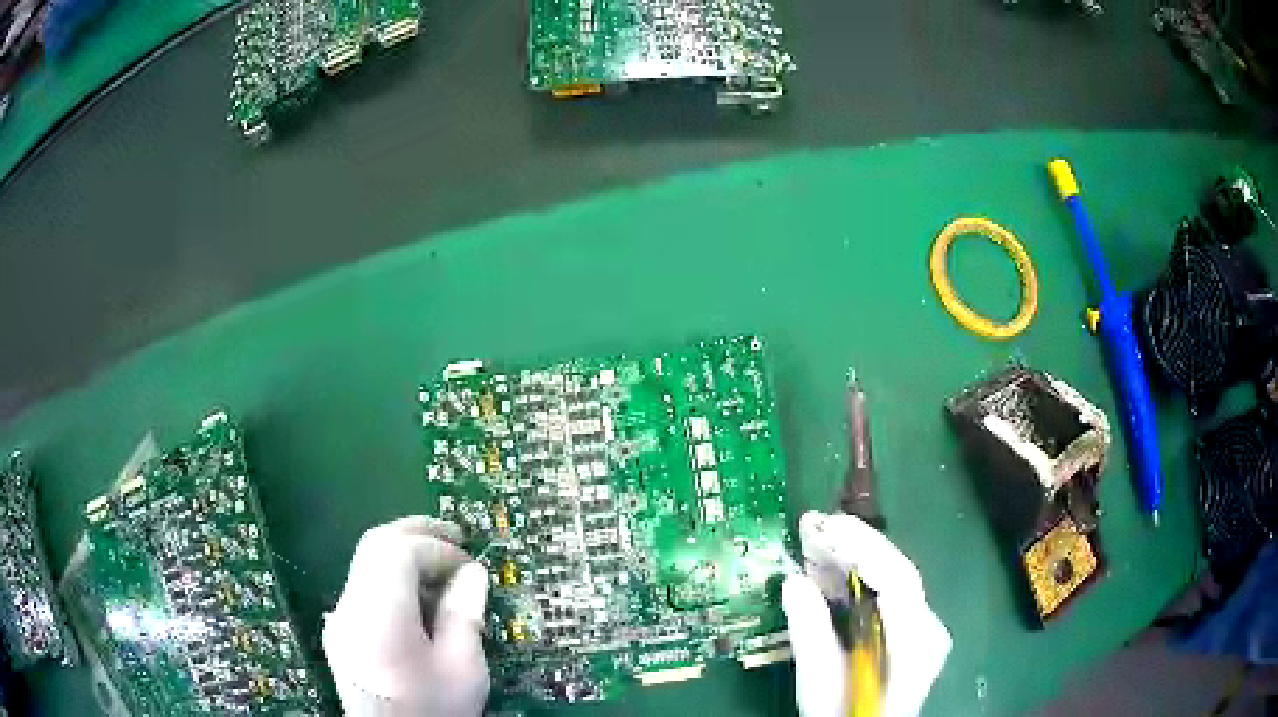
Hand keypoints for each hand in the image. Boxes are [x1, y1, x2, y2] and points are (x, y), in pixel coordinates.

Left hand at [323, 516, 488, 715]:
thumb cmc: (433, 711)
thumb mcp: (462, 669)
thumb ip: (463, 616)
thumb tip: (472, 574)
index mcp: (378, 616)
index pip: (398, 551)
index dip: (437, 547)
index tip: (470, 566)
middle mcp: (349, 609)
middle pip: (374, 546)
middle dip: (416, 534)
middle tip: (455, 537)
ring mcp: (340, 620)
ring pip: (366, 564)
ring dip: (404, 555)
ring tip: (442, 569)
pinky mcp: (341, 633)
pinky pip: (364, 588)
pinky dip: (393, 580)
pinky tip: (419, 600)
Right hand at [781, 511, 951, 716]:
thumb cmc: (844, 714)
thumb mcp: (821, 682)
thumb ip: (810, 633)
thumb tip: (792, 582)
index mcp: (915, 640)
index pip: (897, 579)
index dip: (863, 547)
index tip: (826, 526)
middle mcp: (927, 627)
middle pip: (895, 572)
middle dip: (854, 545)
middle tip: (812, 524)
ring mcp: (922, 627)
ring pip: (890, 578)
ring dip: (853, 557)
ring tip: (814, 538)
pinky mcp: (910, 629)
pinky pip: (885, 592)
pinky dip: (858, 577)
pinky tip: (831, 567)